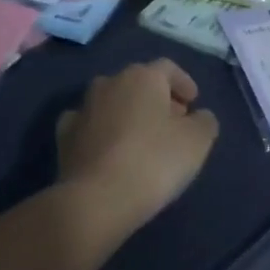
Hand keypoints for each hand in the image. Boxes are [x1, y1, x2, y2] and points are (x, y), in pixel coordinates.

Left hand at [57, 59, 218, 240]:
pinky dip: (100, 130)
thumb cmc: (154, 161)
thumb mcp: (197, 141)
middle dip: (157, 98)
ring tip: (141, 138)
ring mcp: (83, 108)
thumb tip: (199, 116)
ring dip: (128, 113)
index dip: (184, 83)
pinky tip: (108, 148)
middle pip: (139, 82)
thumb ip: (204, 121)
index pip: (168, 68)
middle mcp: (110, 83)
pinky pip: (88, 124)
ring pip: (112, 101)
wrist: (96, 201)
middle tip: (173, 122)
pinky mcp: (64, 137)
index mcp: (143, 76)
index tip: (194, 103)